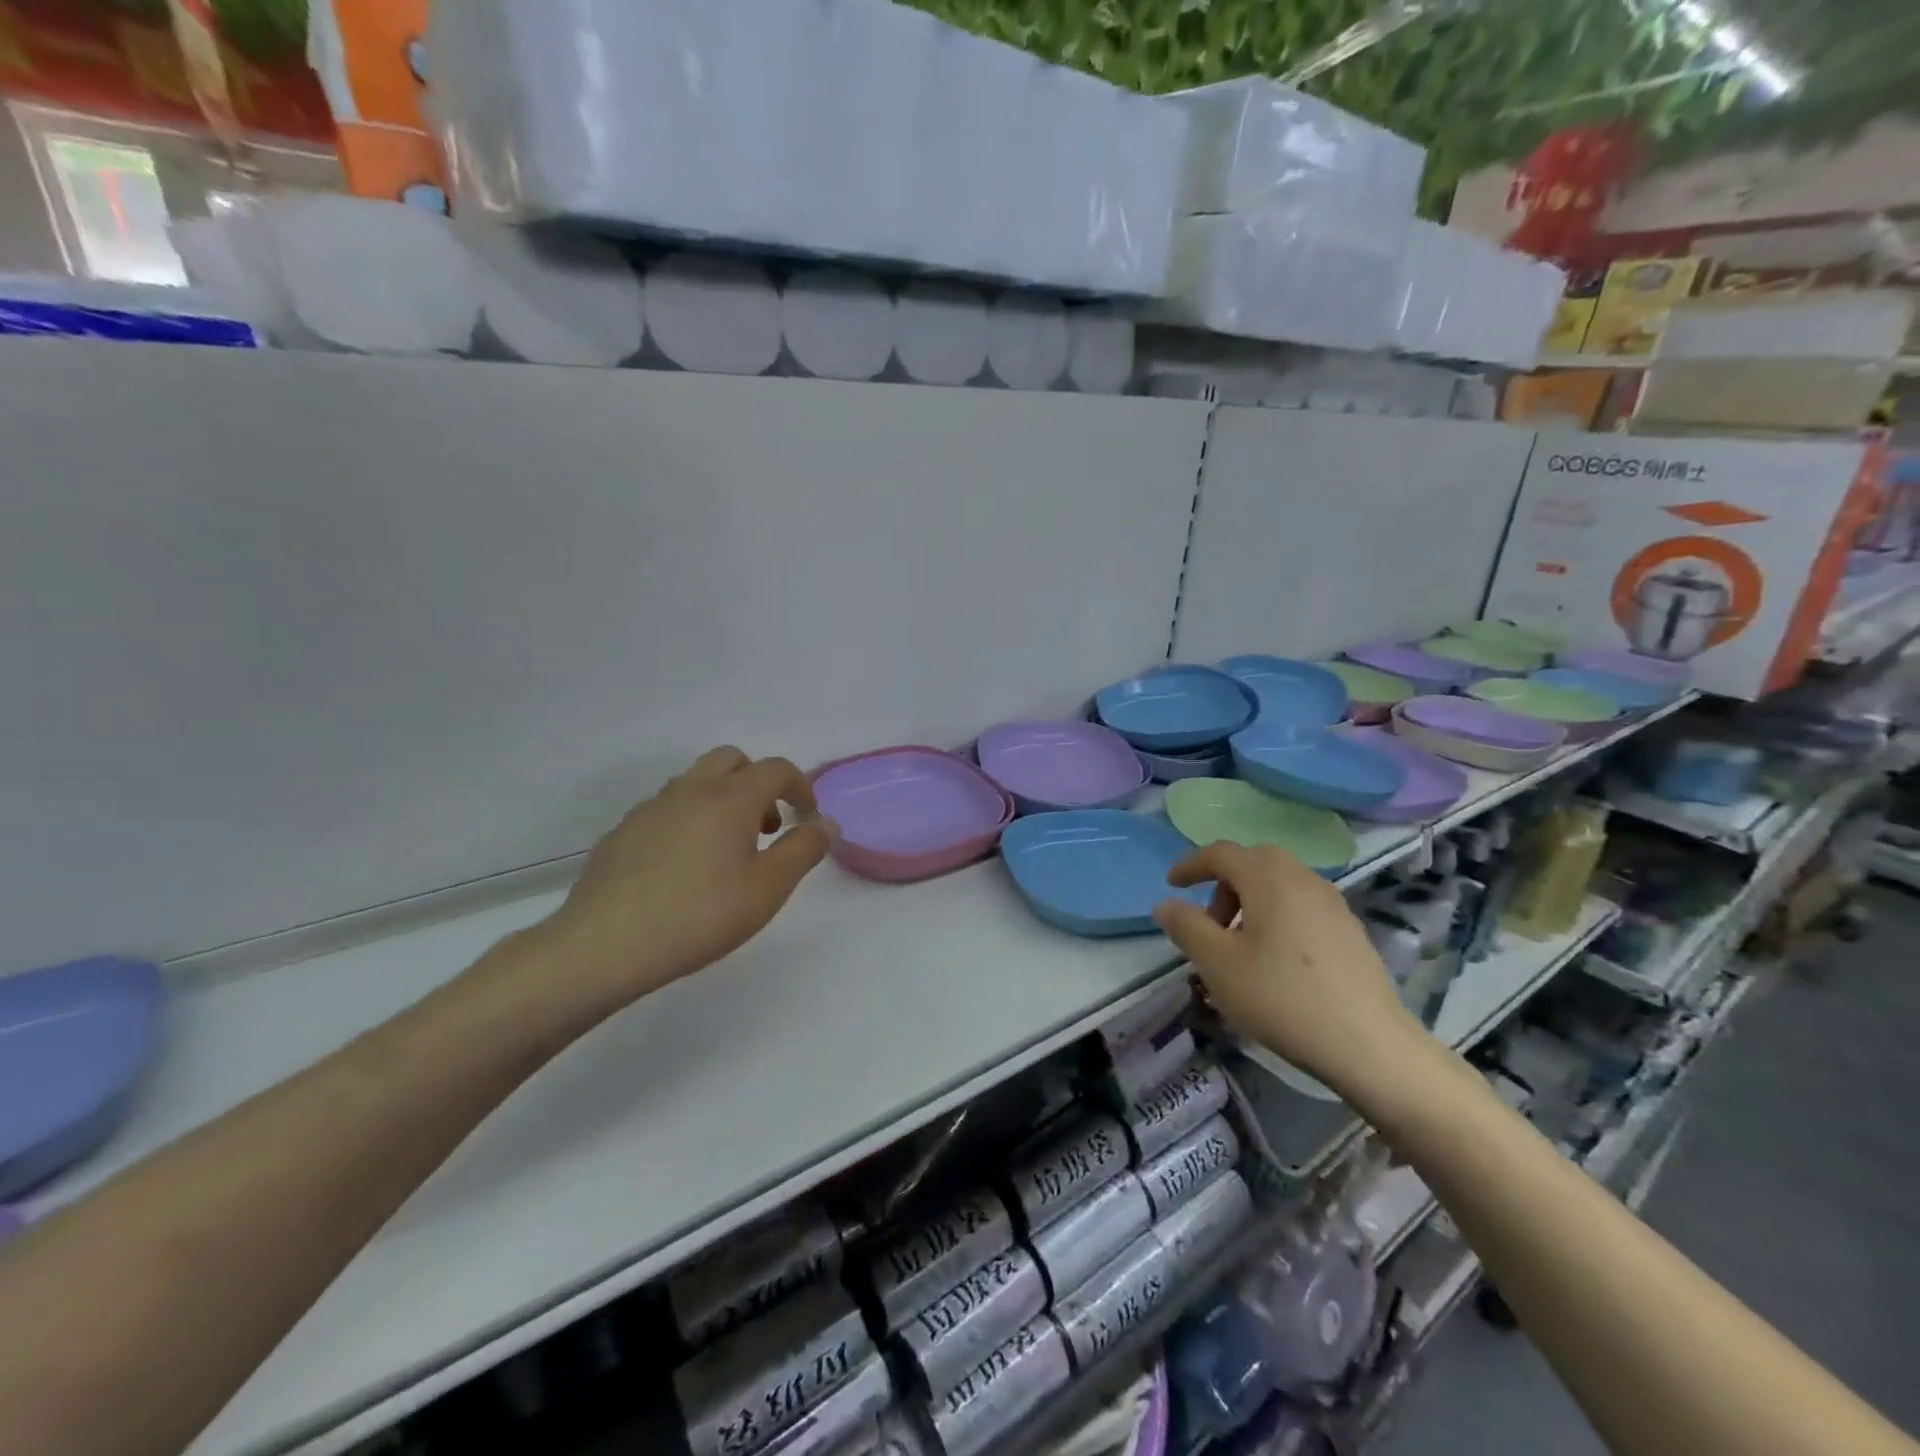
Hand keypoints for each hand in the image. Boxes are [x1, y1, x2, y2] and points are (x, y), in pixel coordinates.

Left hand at [533, 747, 835, 1013]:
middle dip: (758, 783)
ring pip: (694, 782)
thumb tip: (827, 822)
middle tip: (766, 828)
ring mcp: (649, 809)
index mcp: (730, 798)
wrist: (604, 946)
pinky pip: (665, 810)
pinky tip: (682, 870)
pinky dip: (687, 821)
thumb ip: (804, 849)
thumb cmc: (700, 916)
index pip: (776, 768)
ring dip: (722, 800)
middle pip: (731, 760)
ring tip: (726, 852)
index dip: (801, 787)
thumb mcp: (768, 888)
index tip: (807, 819)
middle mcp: (689, 790)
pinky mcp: (621, 832)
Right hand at [1153, 843, 1421, 1092]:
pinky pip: (1301, 905)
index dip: (1190, 865)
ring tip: (1239, 946)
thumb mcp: (1218, 964)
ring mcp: (1332, 903)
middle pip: (1253, 863)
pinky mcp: (1350, 930)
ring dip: (1250, 901)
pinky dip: (1277, 915)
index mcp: (1268, 878)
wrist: (1369, 1045)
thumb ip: (1186, 927)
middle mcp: (1302, 878)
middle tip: (1210, 924)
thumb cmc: (1281, 997)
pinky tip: (1275, 960)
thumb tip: (1165, 904)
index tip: (1171, 886)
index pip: (1221, 853)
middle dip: (1223, 884)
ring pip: (1279, 884)